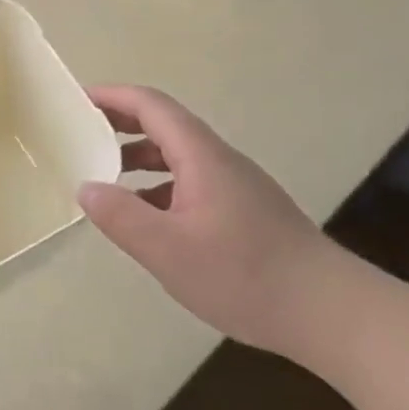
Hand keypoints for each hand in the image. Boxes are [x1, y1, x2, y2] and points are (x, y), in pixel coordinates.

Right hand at [80, 85, 341, 355]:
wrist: (331, 313)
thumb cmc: (245, 275)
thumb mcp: (168, 250)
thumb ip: (121, 216)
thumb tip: (86, 187)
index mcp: (201, 155)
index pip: (151, 105)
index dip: (113, 96)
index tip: (77, 100)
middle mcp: (219, 160)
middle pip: (165, 125)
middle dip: (121, 123)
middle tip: (82, 133)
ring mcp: (236, 186)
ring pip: (179, 156)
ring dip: (140, 157)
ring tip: (106, 177)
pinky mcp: (246, 212)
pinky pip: (192, 182)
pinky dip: (160, 187)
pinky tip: (147, 219)